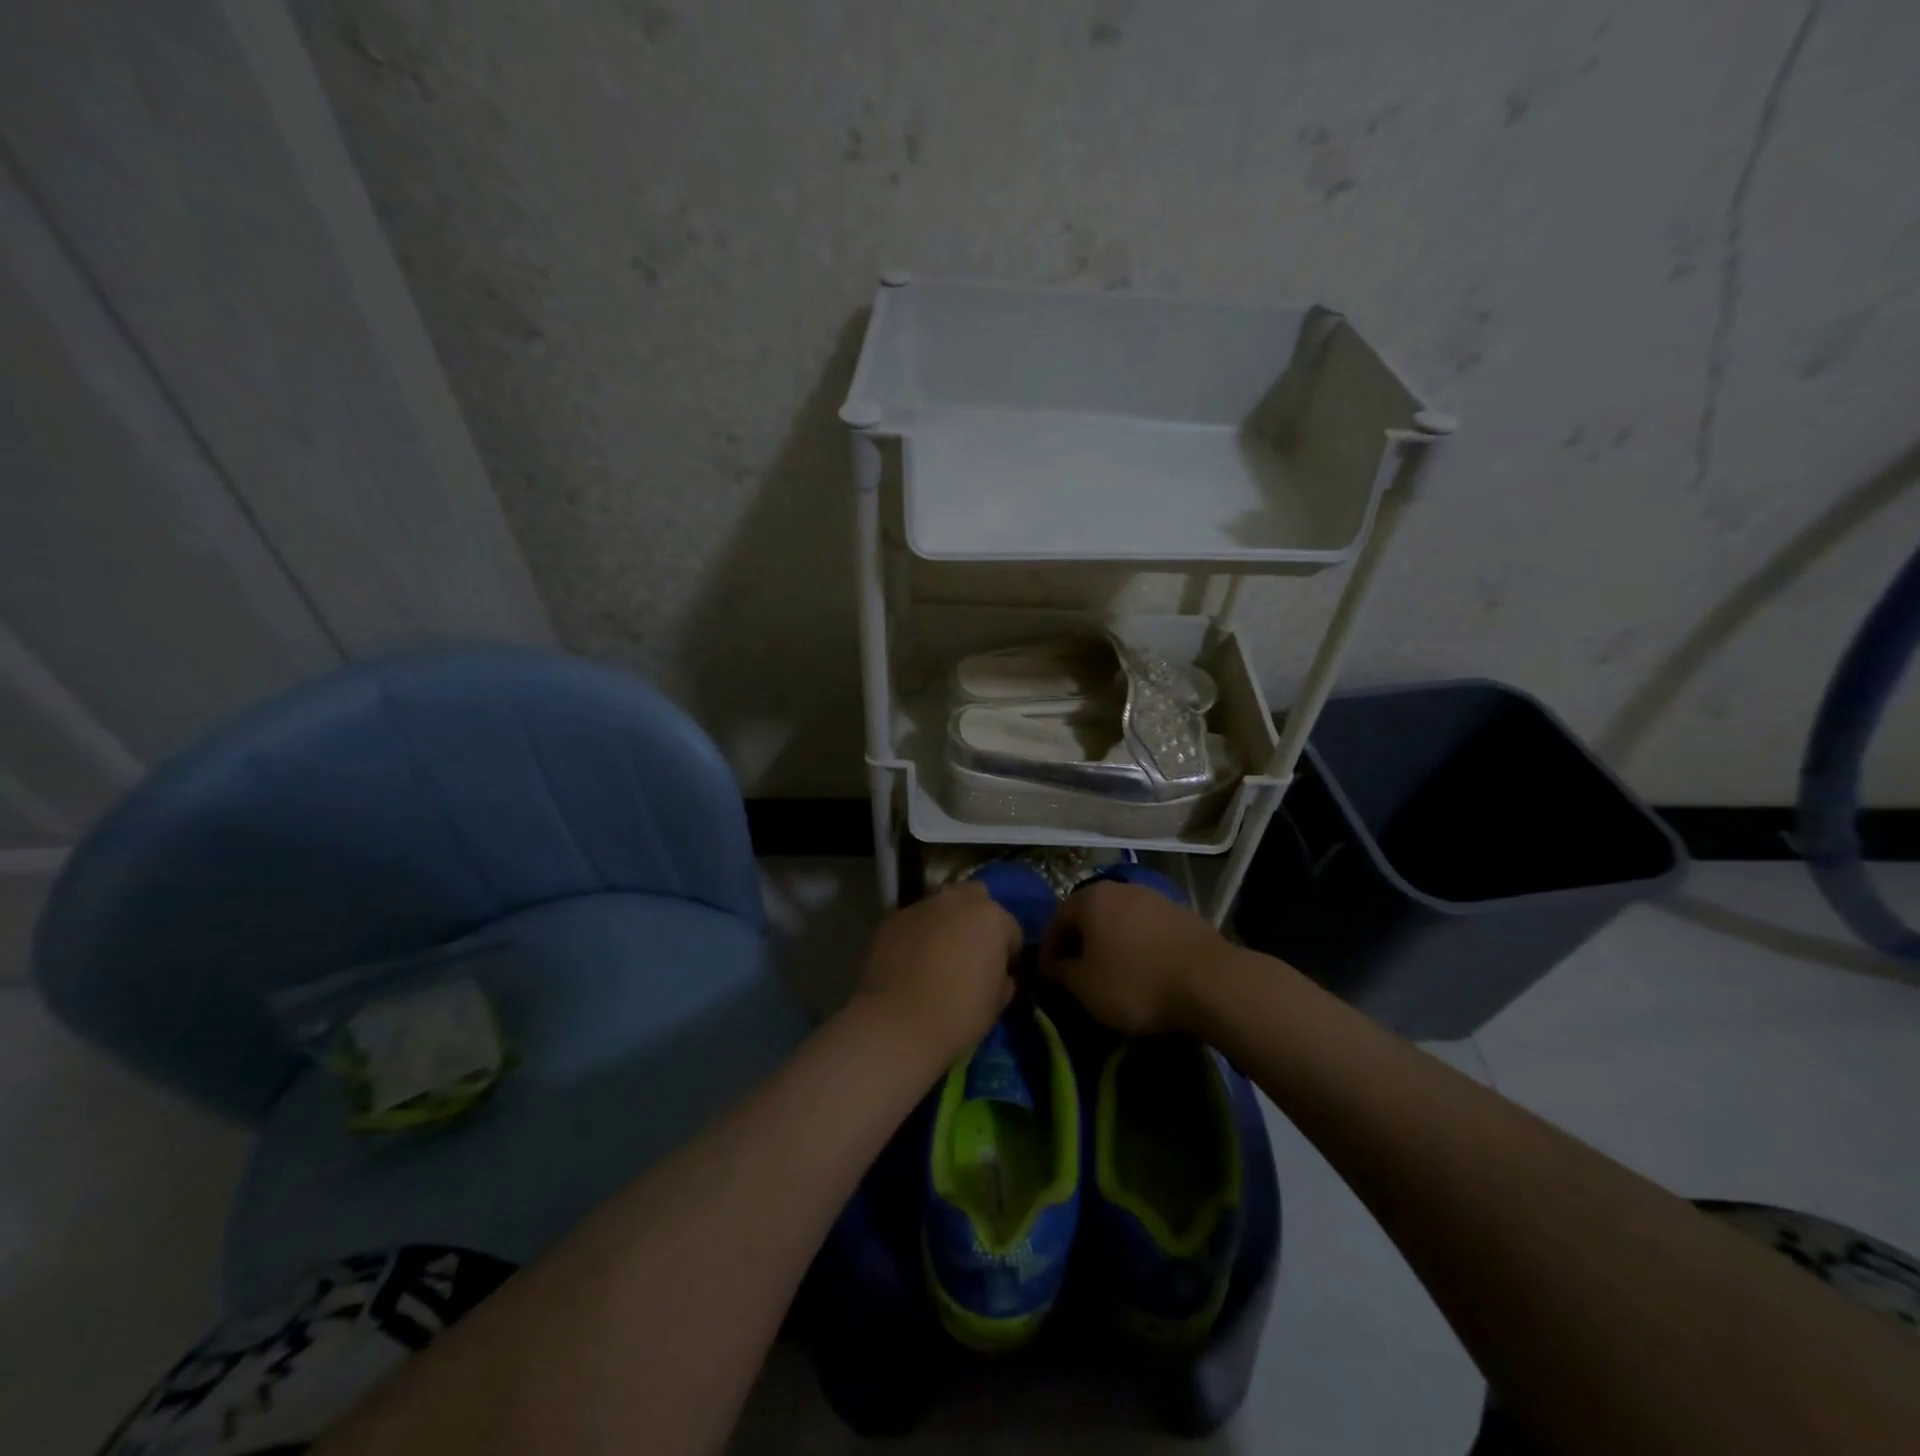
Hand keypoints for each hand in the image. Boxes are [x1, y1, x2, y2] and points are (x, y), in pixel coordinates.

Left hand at [857, 883, 1020, 1066]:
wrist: (897, 1024)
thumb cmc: (958, 1015)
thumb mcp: (997, 1004)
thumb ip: (1004, 979)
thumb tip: (1002, 976)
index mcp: (992, 917)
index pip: (1011, 929)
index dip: (1008, 953)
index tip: (1001, 973)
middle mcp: (957, 900)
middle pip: (975, 899)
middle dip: (976, 919)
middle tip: (970, 952)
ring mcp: (921, 905)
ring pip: (941, 906)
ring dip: (945, 922)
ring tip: (937, 955)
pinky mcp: (891, 918)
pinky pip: (913, 921)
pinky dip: (916, 934)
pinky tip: (909, 961)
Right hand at [1038, 881, 1231, 1035]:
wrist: (1212, 982)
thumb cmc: (1136, 983)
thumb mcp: (1085, 987)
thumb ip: (1059, 972)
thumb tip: (1049, 965)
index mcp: (1091, 898)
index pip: (1056, 919)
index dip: (1049, 949)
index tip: (1050, 977)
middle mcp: (1121, 888)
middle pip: (1090, 916)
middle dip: (1081, 944)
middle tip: (1080, 976)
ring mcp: (1155, 898)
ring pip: (1120, 921)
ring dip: (1112, 944)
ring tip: (1114, 975)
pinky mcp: (1183, 914)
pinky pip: (1148, 929)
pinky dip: (1139, 947)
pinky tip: (1146, 971)